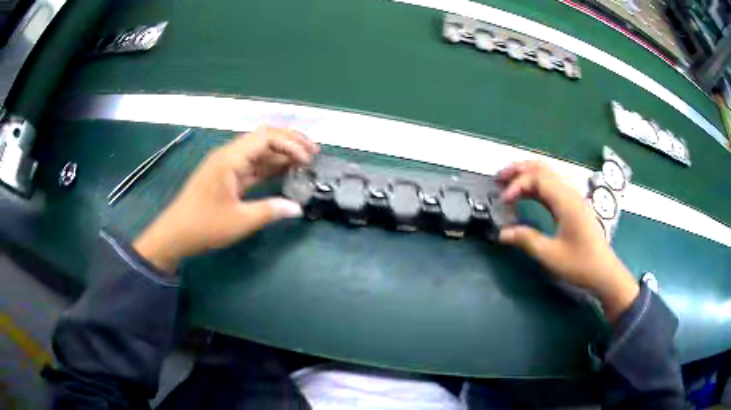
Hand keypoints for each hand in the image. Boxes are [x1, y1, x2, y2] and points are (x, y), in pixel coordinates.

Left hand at [133, 127, 318, 272]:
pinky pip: (252, 165)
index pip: (266, 137)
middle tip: (313, 152)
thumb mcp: (239, 221)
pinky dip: (269, 167)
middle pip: (263, 138)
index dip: (290, 144)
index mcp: (230, 158)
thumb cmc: (204, 226)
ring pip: (259, 152)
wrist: (175, 234)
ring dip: (281, 154)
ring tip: (305, 160)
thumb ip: (270, 211)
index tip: (308, 160)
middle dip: (290, 142)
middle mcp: (229, 155)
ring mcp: (227, 165)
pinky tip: (284, 171)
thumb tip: (297, 208)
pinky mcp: (226, 177)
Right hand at [497, 161, 638, 321]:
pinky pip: (552, 187)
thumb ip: (526, 240)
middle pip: (542, 169)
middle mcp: (570, 193)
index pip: (537, 178)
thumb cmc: (580, 264)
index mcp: (566, 201)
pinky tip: (526, 196)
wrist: (604, 271)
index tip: (503, 201)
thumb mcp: (551, 255)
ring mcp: (573, 198)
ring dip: (527, 175)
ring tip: (508, 183)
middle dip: (519, 170)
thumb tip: (502, 233)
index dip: (517, 184)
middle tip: (499, 178)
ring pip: (547, 175)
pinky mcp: (573, 206)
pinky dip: (535, 186)